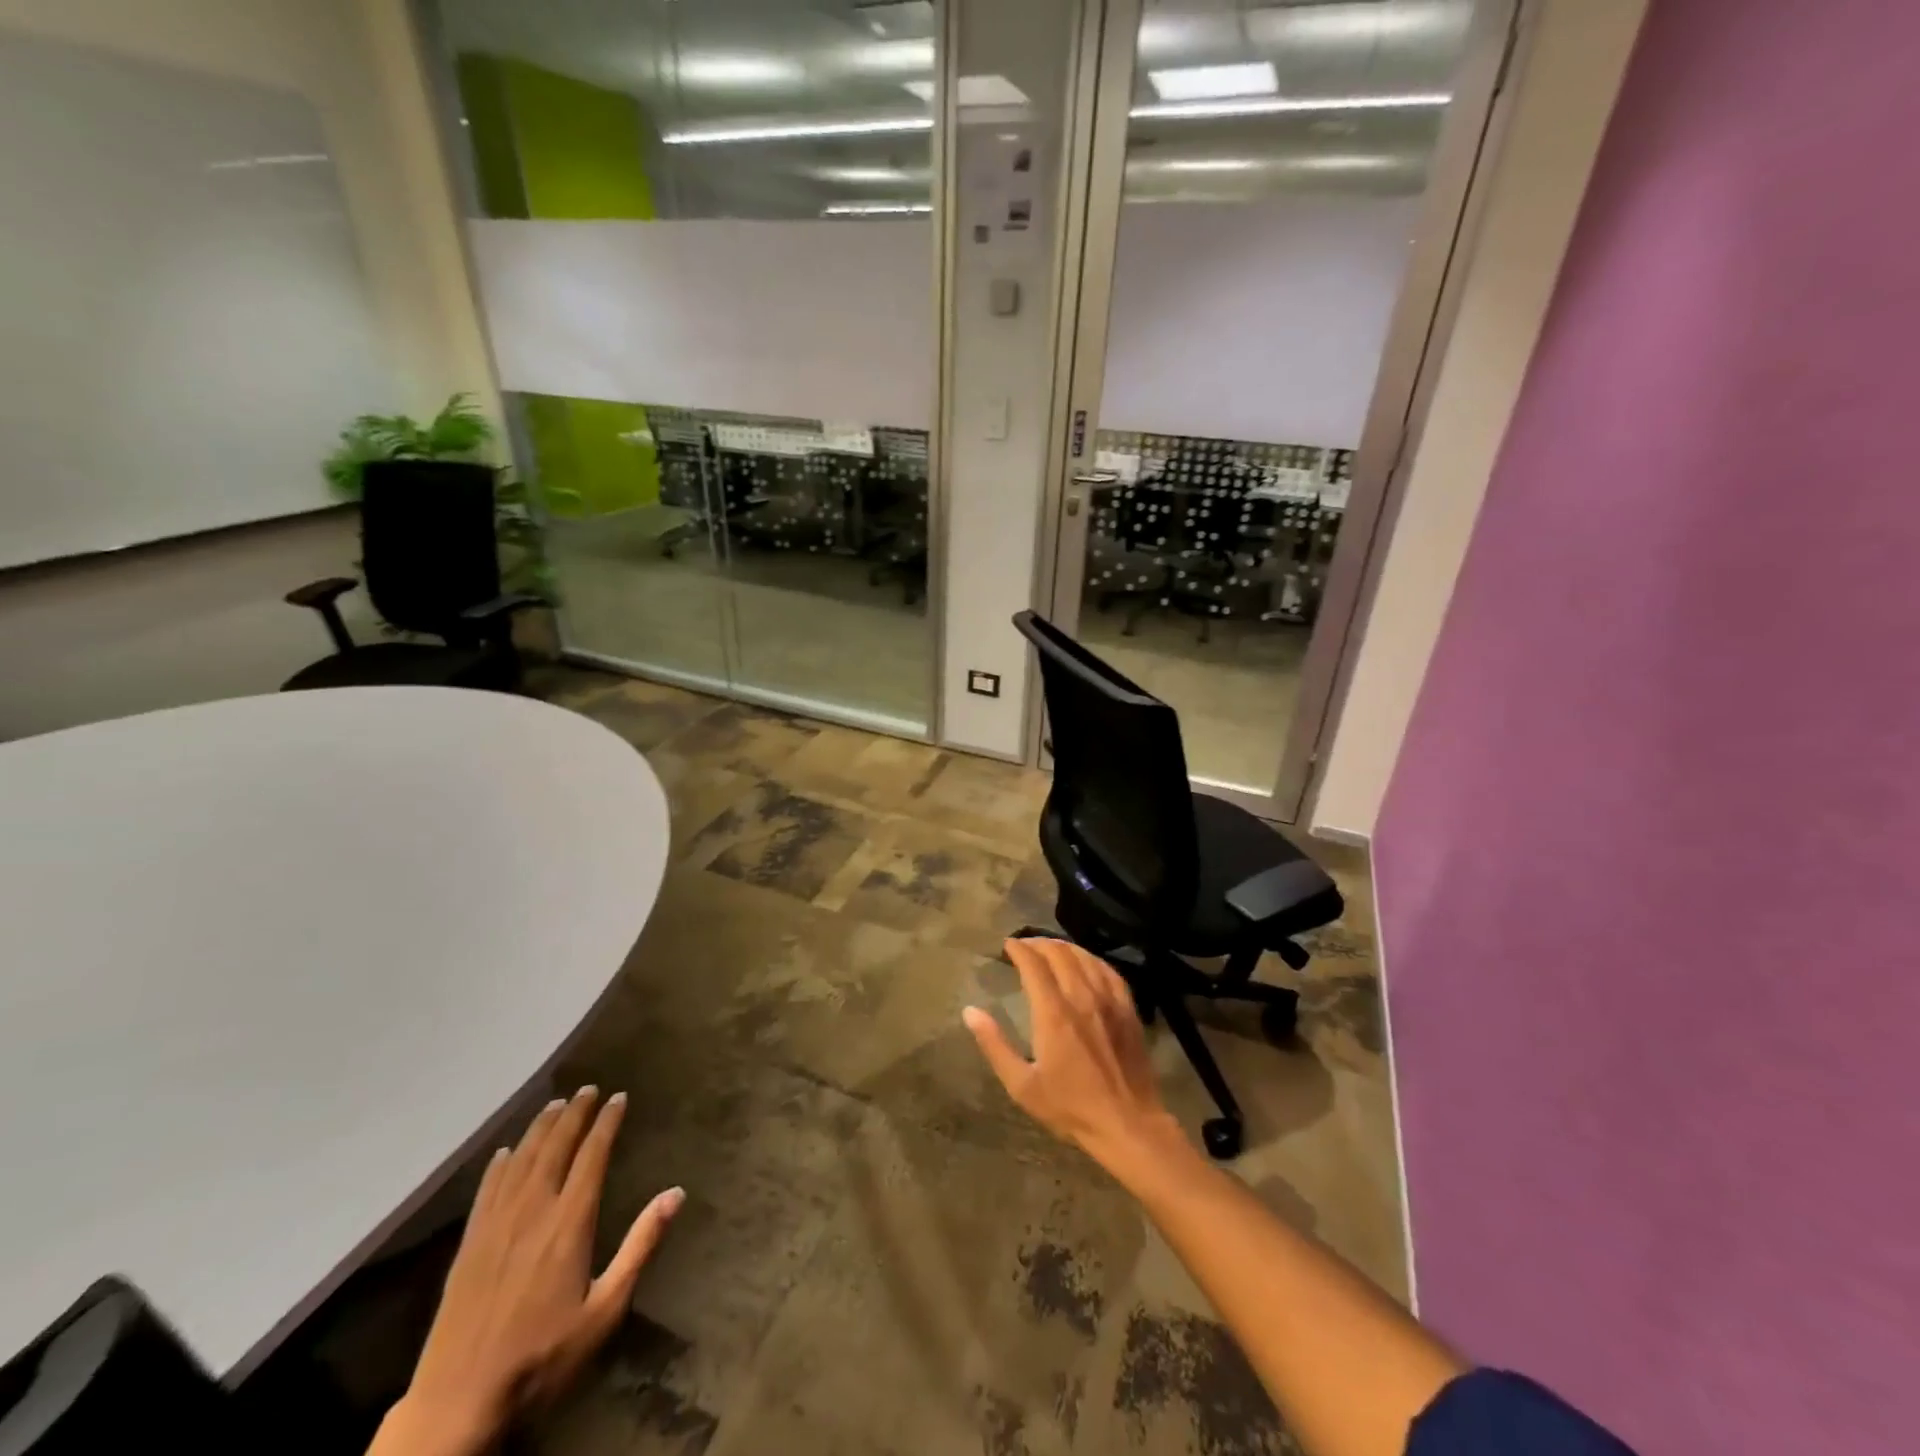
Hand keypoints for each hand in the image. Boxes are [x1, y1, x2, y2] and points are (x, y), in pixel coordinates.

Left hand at [377, 1087, 683, 1455]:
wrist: (458, 1403)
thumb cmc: (543, 1356)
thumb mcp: (605, 1308)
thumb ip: (640, 1246)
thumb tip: (676, 1193)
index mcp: (569, 1222)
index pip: (592, 1155)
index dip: (606, 1122)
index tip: (618, 1097)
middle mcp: (533, 1211)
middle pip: (555, 1148)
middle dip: (574, 1114)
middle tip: (588, 1089)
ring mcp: (495, 1226)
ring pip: (521, 1161)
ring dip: (540, 1129)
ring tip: (554, 1104)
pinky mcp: (468, 1245)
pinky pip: (487, 1190)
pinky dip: (500, 1164)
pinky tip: (506, 1152)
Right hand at [964, 937, 1181, 1171]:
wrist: (1127, 1124)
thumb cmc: (1070, 1107)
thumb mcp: (1022, 1085)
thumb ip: (994, 1045)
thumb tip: (970, 1011)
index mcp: (1053, 1013)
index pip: (1034, 964)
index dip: (1019, 949)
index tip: (1007, 945)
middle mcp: (1081, 997)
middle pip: (1059, 953)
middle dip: (1039, 943)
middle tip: (1025, 946)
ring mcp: (1108, 1000)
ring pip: (1085, 957)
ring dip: (1064, 947)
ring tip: (1051, 948)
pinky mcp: (1128, 1009)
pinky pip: (1109, 971)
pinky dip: (1092, 959)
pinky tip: (1086, 962)